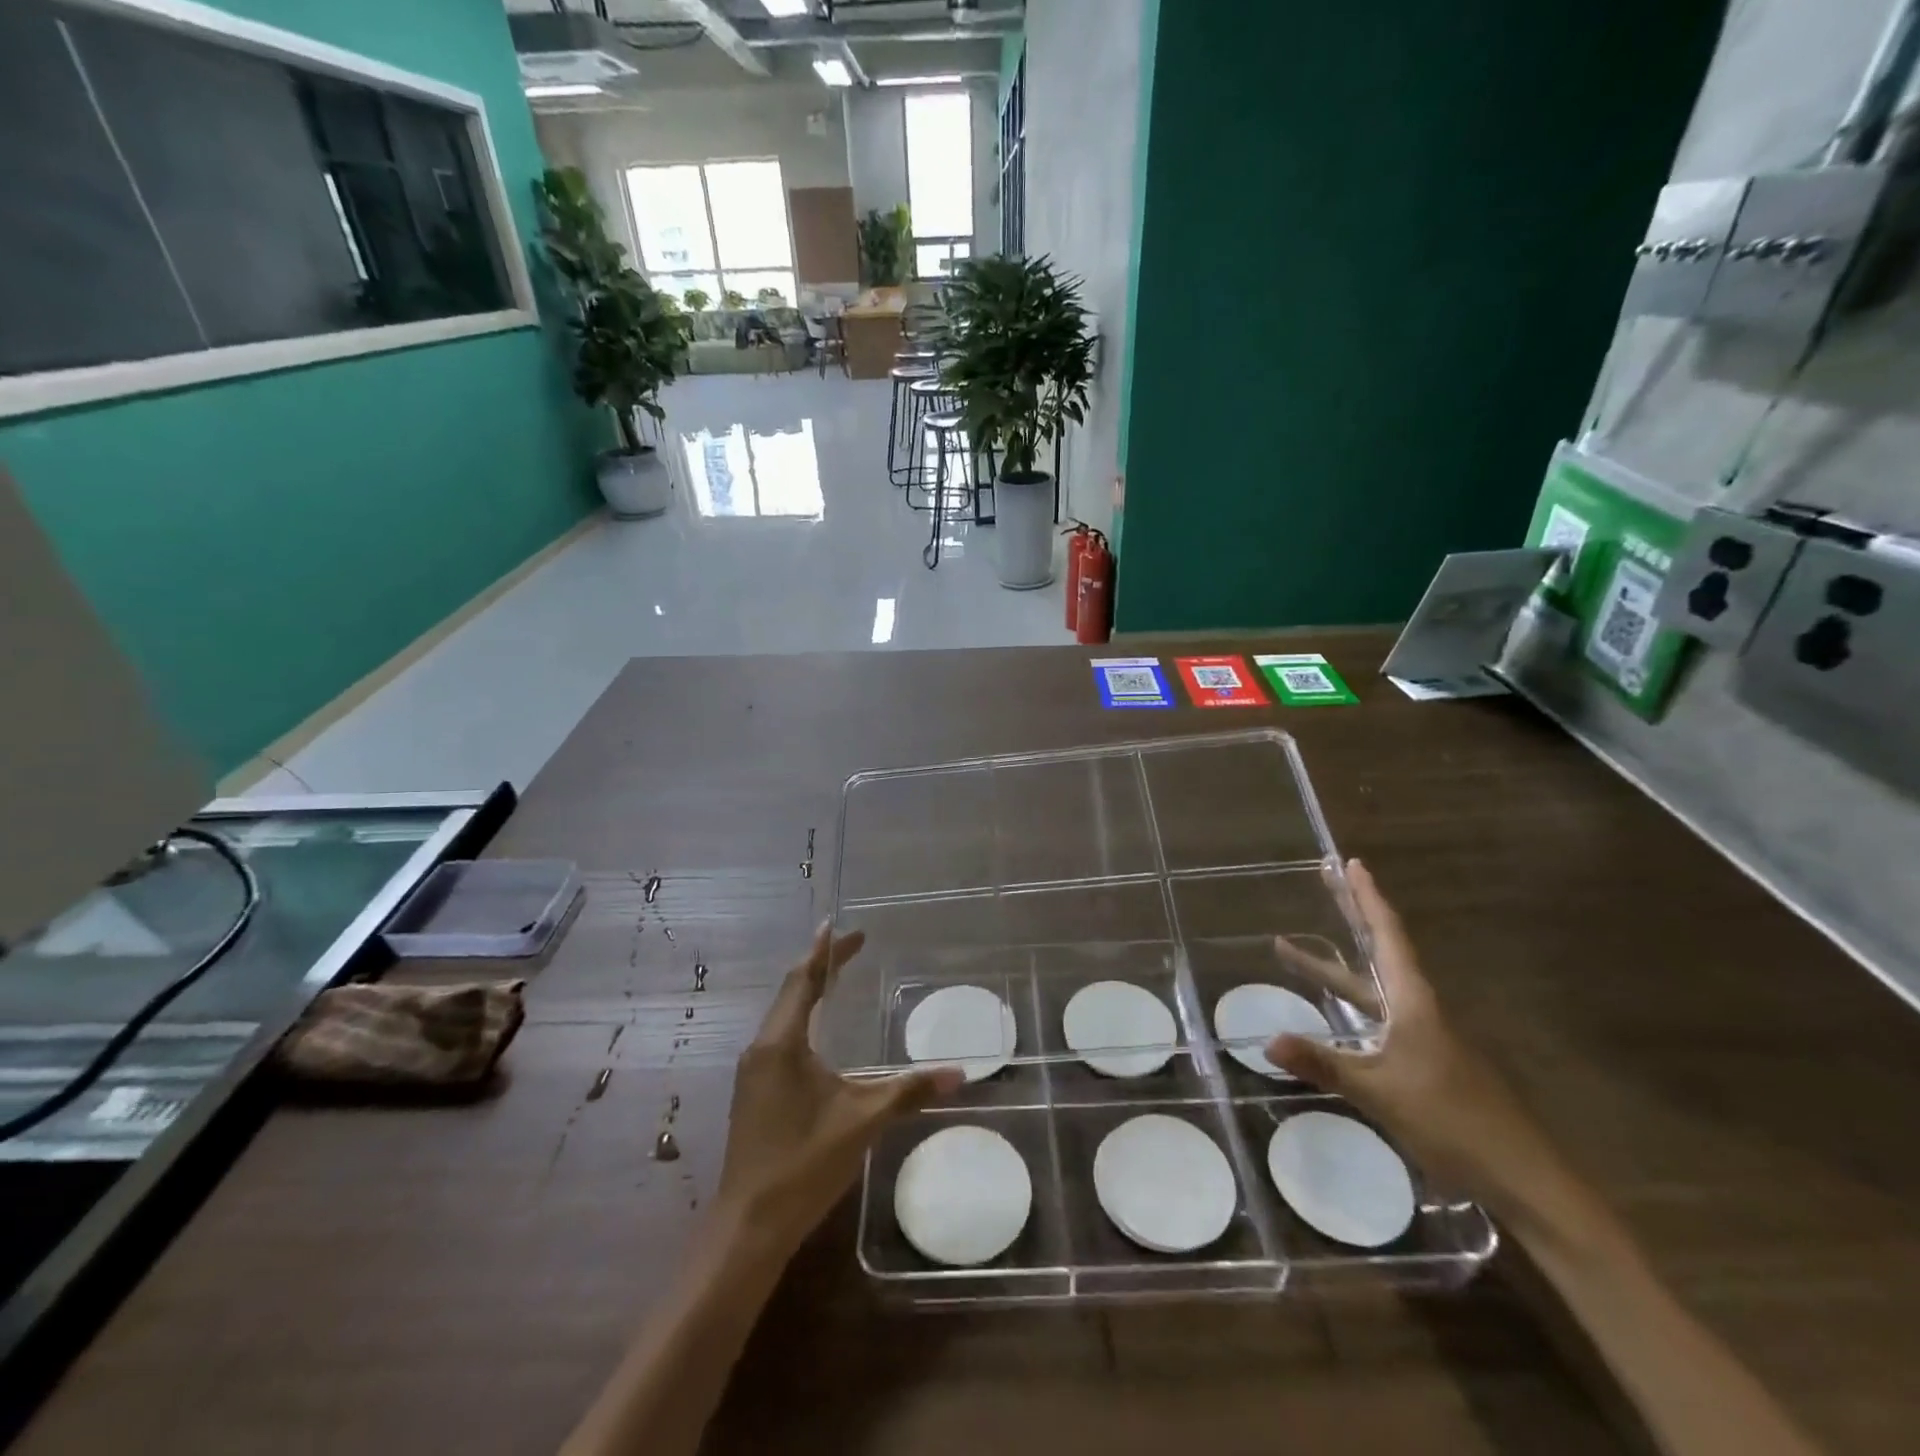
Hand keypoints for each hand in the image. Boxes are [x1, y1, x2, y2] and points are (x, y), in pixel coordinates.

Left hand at [716, 924, 962, 1260]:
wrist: (748, 1226)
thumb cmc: (803, 1164)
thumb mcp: (862, 1122)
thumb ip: (909, 1092)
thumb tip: (960, 1073)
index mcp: (781, 1043)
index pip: (804, 980)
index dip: (825, 951)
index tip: (841, 925)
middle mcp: (762, 1047)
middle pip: (790, 991)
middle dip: (819, 965)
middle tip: (850, 946)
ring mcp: (753, 1071)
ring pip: (782, 1014)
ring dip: (808, 990)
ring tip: (834, 976)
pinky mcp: (754, 1091)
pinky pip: (778, 1036)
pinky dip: (801, 1017)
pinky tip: (815, 1030)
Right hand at [1267, 860, 1575, 1224]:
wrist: (1523, 1177)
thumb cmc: (1452, 1121)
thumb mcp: (1380, 1092)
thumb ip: (1323, 1064)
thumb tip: (1266, 1041)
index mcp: (1414, 1002)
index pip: (1387, 936)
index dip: (1367, 899)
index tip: (1351, 864)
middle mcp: (1419, 1008)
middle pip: (1379, 950)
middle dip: (1351, 914)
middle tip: (1327, 879)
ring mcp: (1424, 1035)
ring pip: (1372, 987)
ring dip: (1334, 965)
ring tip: (1290, 949)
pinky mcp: (1425, 1061)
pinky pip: (1378, 1014)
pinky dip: (1349, 998)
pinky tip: (1334, 1013)